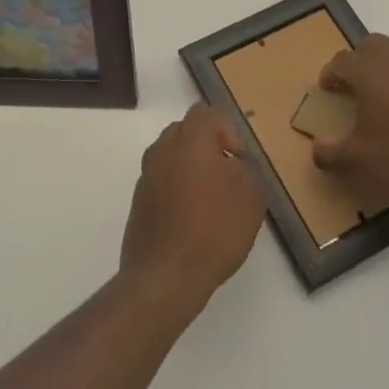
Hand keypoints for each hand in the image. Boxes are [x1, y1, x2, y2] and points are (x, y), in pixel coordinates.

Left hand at [119, 103, 265, 312]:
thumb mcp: (251, 197)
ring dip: (190, 166)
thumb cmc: (214, 230)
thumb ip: (247, 169)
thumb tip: (234, 163)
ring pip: (171, 155)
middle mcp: (163, 150)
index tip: (238, 159)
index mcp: (190, 140)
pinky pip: (161, 180)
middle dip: (207, 145)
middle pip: (185, 130)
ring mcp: (146, 175)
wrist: (166, 276)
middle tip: (226, 175)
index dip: (227, 130)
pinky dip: (176, 188)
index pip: (206, 113)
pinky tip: (191, 218)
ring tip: (210, 198)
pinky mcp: (138, 201)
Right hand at [311, 35, 388, 207]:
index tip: (327, 89)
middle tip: (354, 84)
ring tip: (385, 89)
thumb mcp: (356, 161)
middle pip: (372, 44)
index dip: (330, 73)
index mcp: (367, 73)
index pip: (341, 61)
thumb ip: (329, 154)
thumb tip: (316, 150)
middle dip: (360, 59)